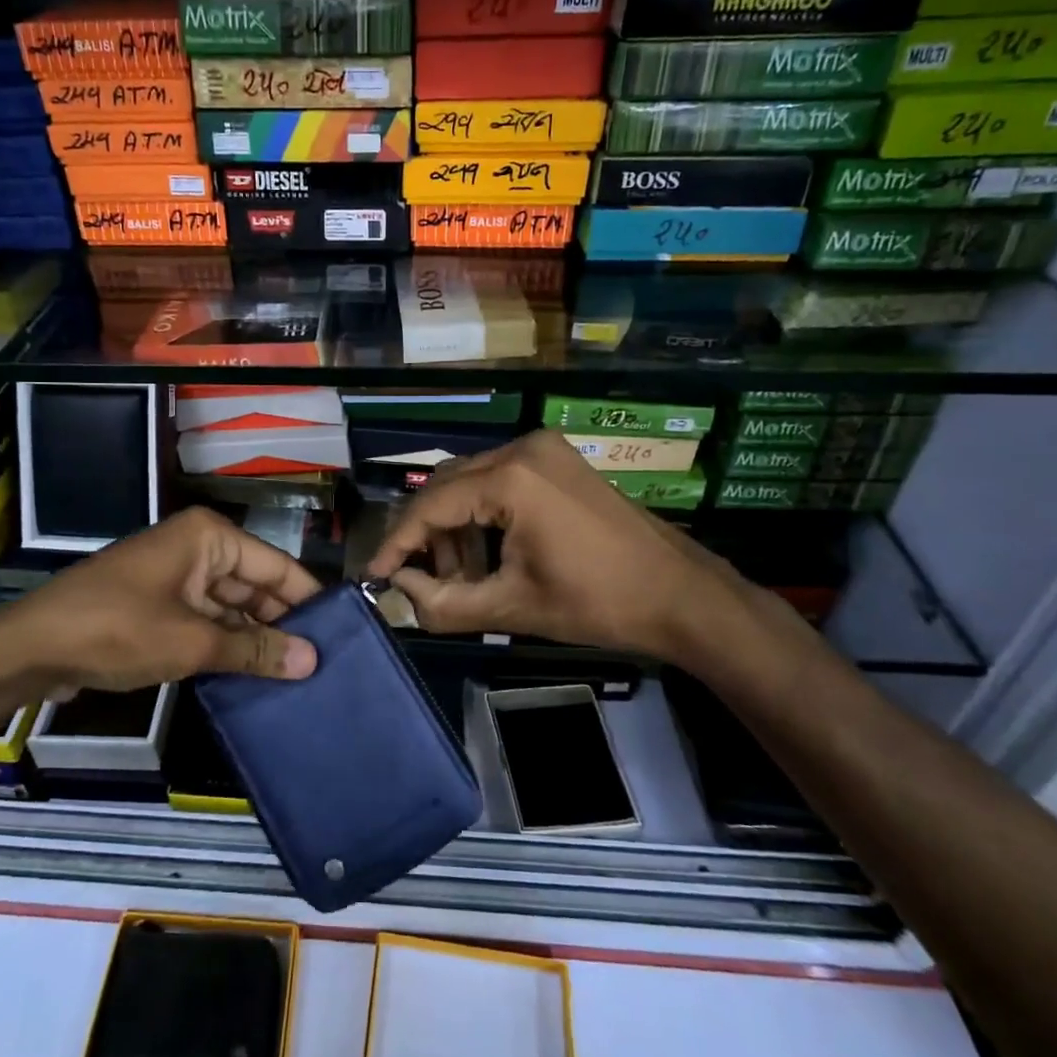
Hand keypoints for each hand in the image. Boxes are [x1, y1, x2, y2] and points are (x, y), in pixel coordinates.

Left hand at [0, 507, 320, 696]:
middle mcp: (198, 549)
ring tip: (298, 678)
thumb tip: (311, 661)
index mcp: (210, 538)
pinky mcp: (160, 607)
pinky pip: (207, 622)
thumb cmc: (116, 629)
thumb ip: (254, 650)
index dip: (308, 600)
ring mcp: (177, 578)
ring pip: (232, 608)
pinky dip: (227, 646)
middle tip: (323, 665)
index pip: (277, 566)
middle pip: (255, 586)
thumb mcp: (191, 642)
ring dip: (256, 640)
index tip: (343, 636)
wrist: (31, 648)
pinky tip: (255, 676)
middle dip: (283, 624)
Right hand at [366, 429, 759, 666]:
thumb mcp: (514, 607)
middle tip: (422, 581)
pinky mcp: (557, 460)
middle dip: (428, 535)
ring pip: (471, 481)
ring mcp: (544, 450)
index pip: (431, 505)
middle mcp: (522, 448)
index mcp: (511, 478)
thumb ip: (444, 603)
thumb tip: (400, 592)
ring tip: (462, 577)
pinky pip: (499, 480)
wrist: (681, 595)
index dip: (398, 543)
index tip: (376, 575)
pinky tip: (490, 554)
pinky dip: (484, 515)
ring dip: (456, 527)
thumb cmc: (599, 603)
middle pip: (447, 487)